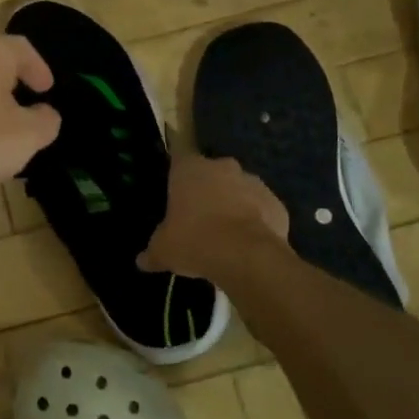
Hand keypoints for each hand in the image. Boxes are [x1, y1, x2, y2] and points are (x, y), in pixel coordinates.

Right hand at [141, 153, 288, 279]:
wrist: (246, 256)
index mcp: (189, 169)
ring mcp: (253, 182)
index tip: (175, 189)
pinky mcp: (276, 203)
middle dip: (206, 190)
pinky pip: (261, 209)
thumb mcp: (163, 251)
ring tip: (225, 234)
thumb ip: (153, 252)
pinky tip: (248, 244)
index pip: (178, 157)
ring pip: (239, 189)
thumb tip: (142, 261)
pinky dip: (256, 221)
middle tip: (199, 217)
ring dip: (233, 204)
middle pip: (211, 173)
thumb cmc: (195, 241)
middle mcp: (222, 167)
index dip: (177, 173)